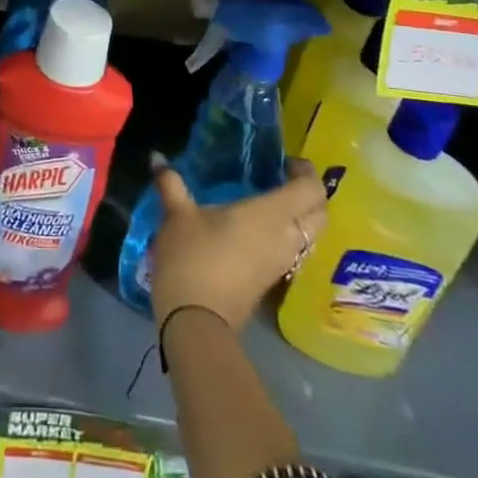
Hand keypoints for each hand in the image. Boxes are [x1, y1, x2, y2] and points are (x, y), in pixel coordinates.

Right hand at [147, 156, 327, 329]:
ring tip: (271, 201)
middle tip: (283, 179)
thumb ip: (171, 184)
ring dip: (301, 217)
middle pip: (320, 214)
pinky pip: (295, 251)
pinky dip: (288, 235)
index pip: (310, 190)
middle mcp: (285, 238)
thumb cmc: (192, 257)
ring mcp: (282, 263)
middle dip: (310, 194)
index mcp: (270, 215)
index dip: (306, 173)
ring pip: (310, 236)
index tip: (286, 162)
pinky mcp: (272, 281)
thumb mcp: (177, 215)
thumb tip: (157, 157)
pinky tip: (259, 229)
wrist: (196, 320)